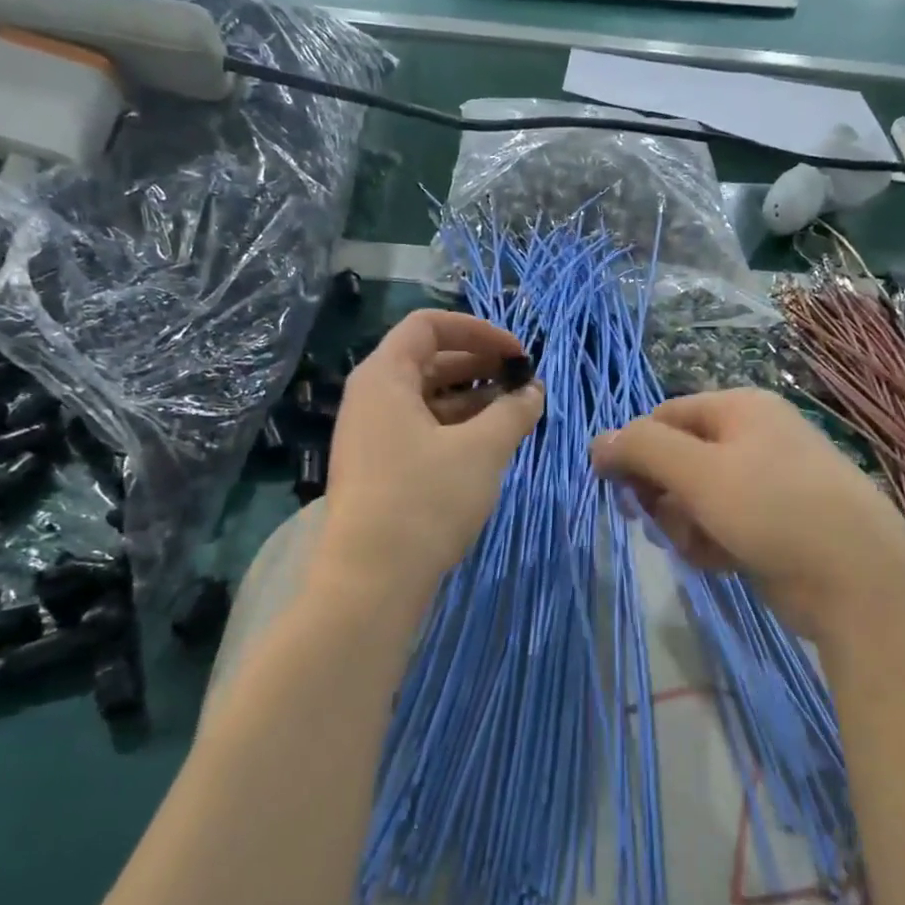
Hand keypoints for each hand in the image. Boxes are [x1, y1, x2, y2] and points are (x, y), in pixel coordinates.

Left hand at [317, 310, 543, 598]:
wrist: (371, 579)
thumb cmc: (425, 500)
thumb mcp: (481, 450)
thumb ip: (513, 412)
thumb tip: (534, 392)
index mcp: (384, 376)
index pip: (429, 326)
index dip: (478, 330)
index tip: (518, 353)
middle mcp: (371, 397)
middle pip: (428, 360)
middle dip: (479, 365)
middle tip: (522, 383)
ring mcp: (371, 435)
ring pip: (427, 399)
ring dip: (472, 399)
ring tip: (514, 414)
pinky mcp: (378, 468)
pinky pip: (420, 430)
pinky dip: (455, 428)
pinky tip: (488, 444)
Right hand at [590, 389, 904, 647]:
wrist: (857, 580)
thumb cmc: (772, 510)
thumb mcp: (698, 472)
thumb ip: (642, 449)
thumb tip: (598, 441)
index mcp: (739, 408)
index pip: (662, 416)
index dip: (633, 449)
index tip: (614, 487)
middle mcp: (752, 437)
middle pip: (676, 459)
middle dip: (661, 494)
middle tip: (652, 521)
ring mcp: (765, 483)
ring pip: (693, 498)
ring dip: (684, 525)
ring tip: (700, 546)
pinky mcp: (771, 524)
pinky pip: (719, 525)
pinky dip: (711, 543)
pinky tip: (722, 561)